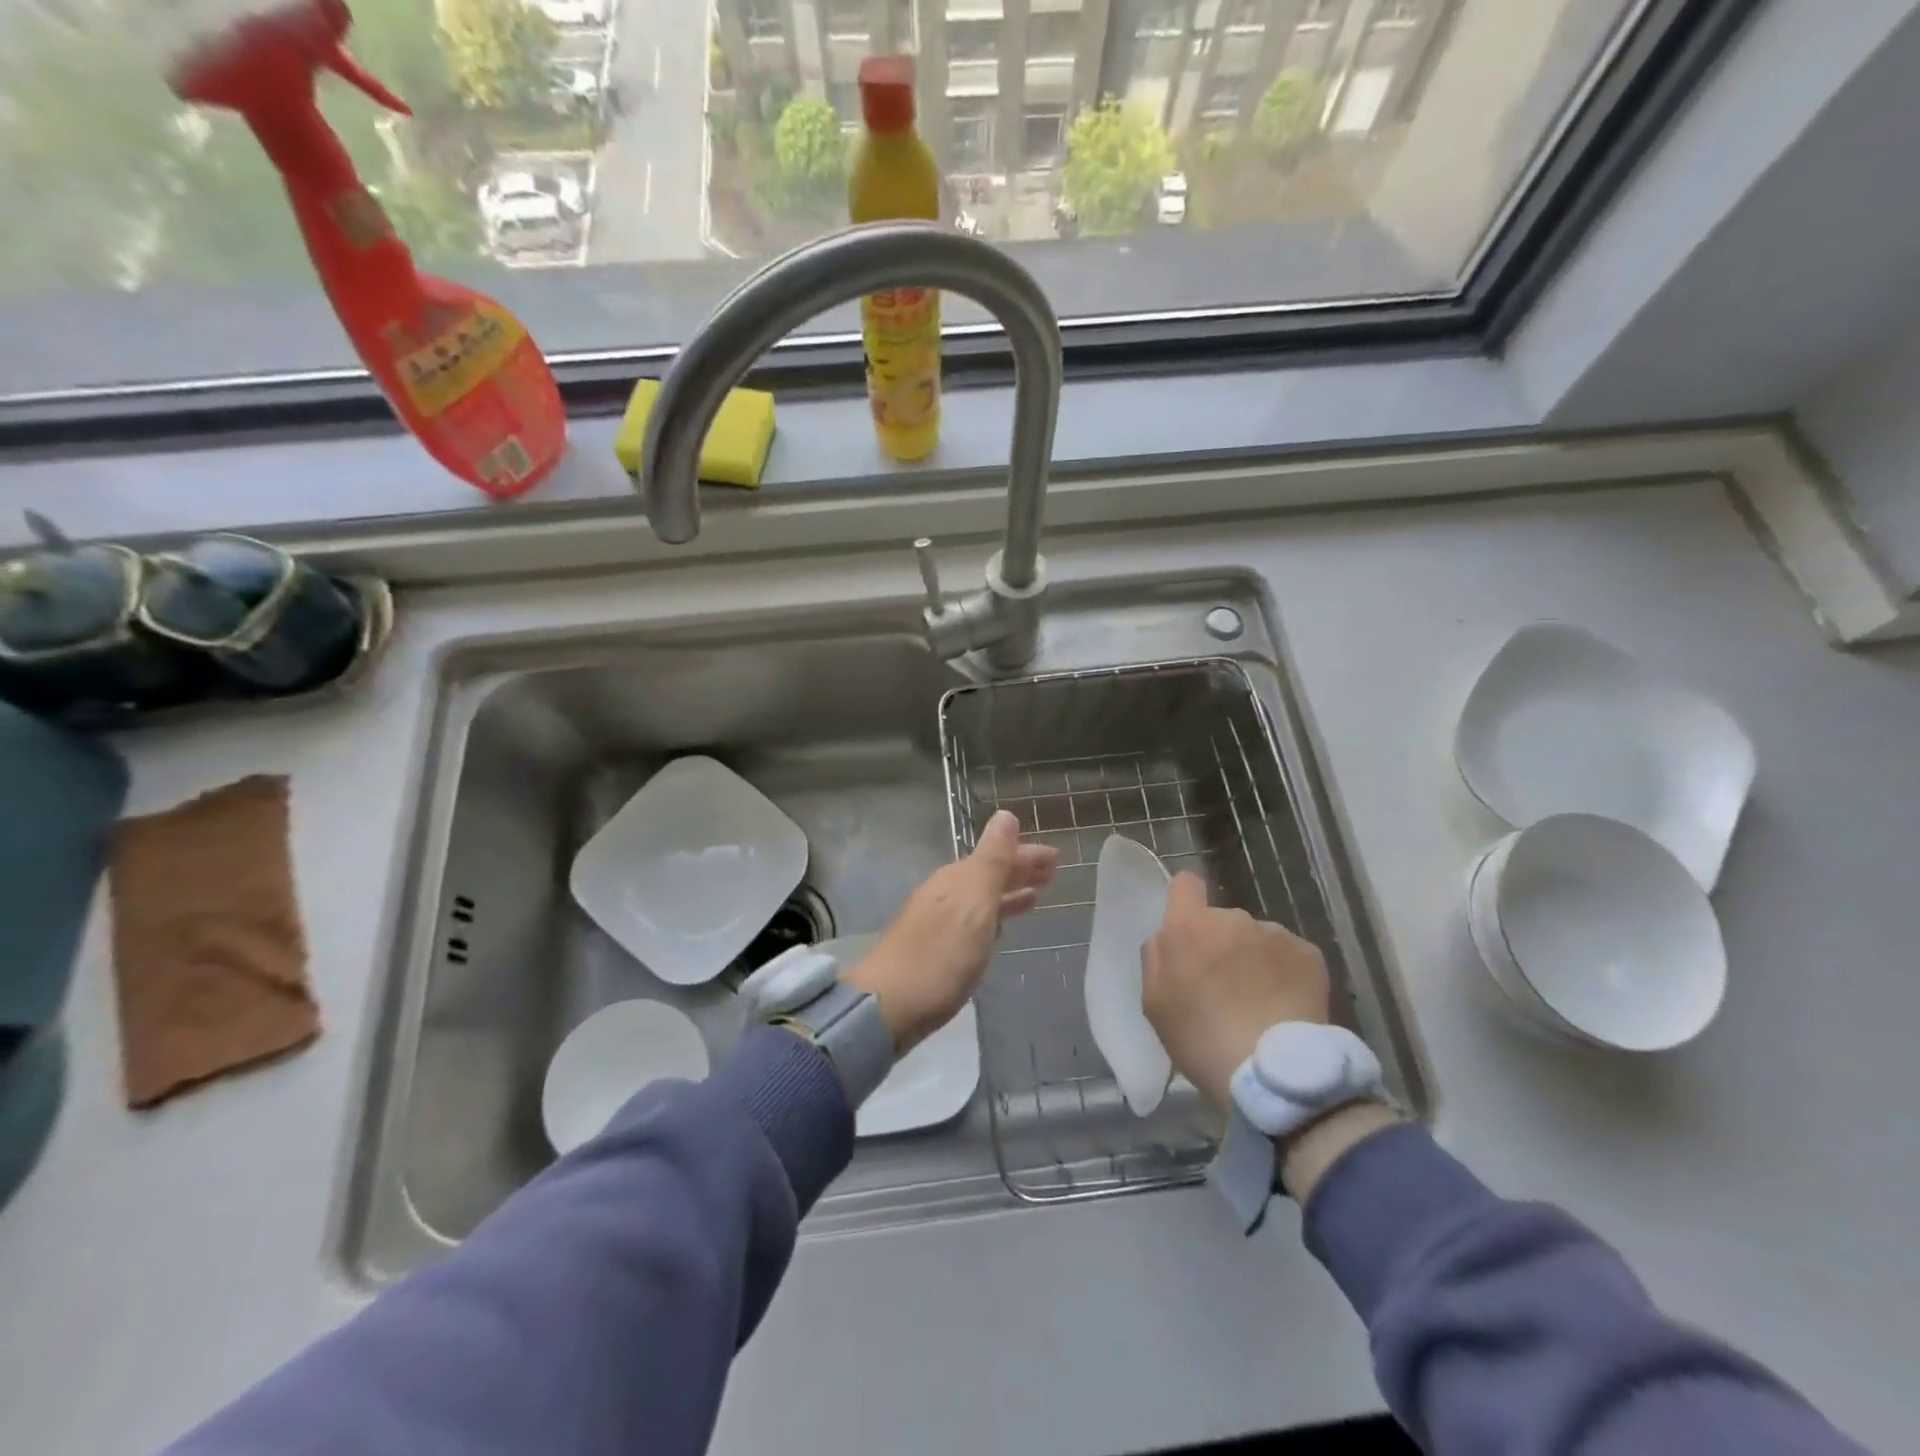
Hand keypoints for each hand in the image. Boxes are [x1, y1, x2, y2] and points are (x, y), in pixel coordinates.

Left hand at [844, 811, 1058, 1053]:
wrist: (888, 1006)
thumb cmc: (939, 955)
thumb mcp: (973, 904)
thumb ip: (992, 861)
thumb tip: (1005, 815)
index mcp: (956, 880)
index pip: (997, 855)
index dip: (1026, 854)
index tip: (1056, 857)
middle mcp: (944, 894)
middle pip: (987, 875)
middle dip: (1018, 870)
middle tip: (1052, 874)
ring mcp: (935, 921)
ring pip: (980, 898)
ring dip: (1007, 893)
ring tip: (1034, 897)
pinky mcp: (932, 949)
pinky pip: (971, 921)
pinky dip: (992, 917)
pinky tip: (998, 929)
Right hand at [1141, 873, 1330, 1111]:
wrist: (1271, 1072)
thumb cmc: (1200, 1038)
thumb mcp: (1155, 1002)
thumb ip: (1157, 957)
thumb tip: (1169, 937)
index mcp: (1188, 927)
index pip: (1185, 884)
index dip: (1186, 900)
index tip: (1190, 931)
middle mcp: (1233, 918)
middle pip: (1223, 920)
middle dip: (1223, 945)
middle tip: (1226, 988)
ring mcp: (1274, 934)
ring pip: (1258, 940)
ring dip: (1255, 960)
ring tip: (1261, 1003)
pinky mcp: (1309, 954)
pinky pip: (1290, 957)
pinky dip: (1286, 975)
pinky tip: (1286, 1007)